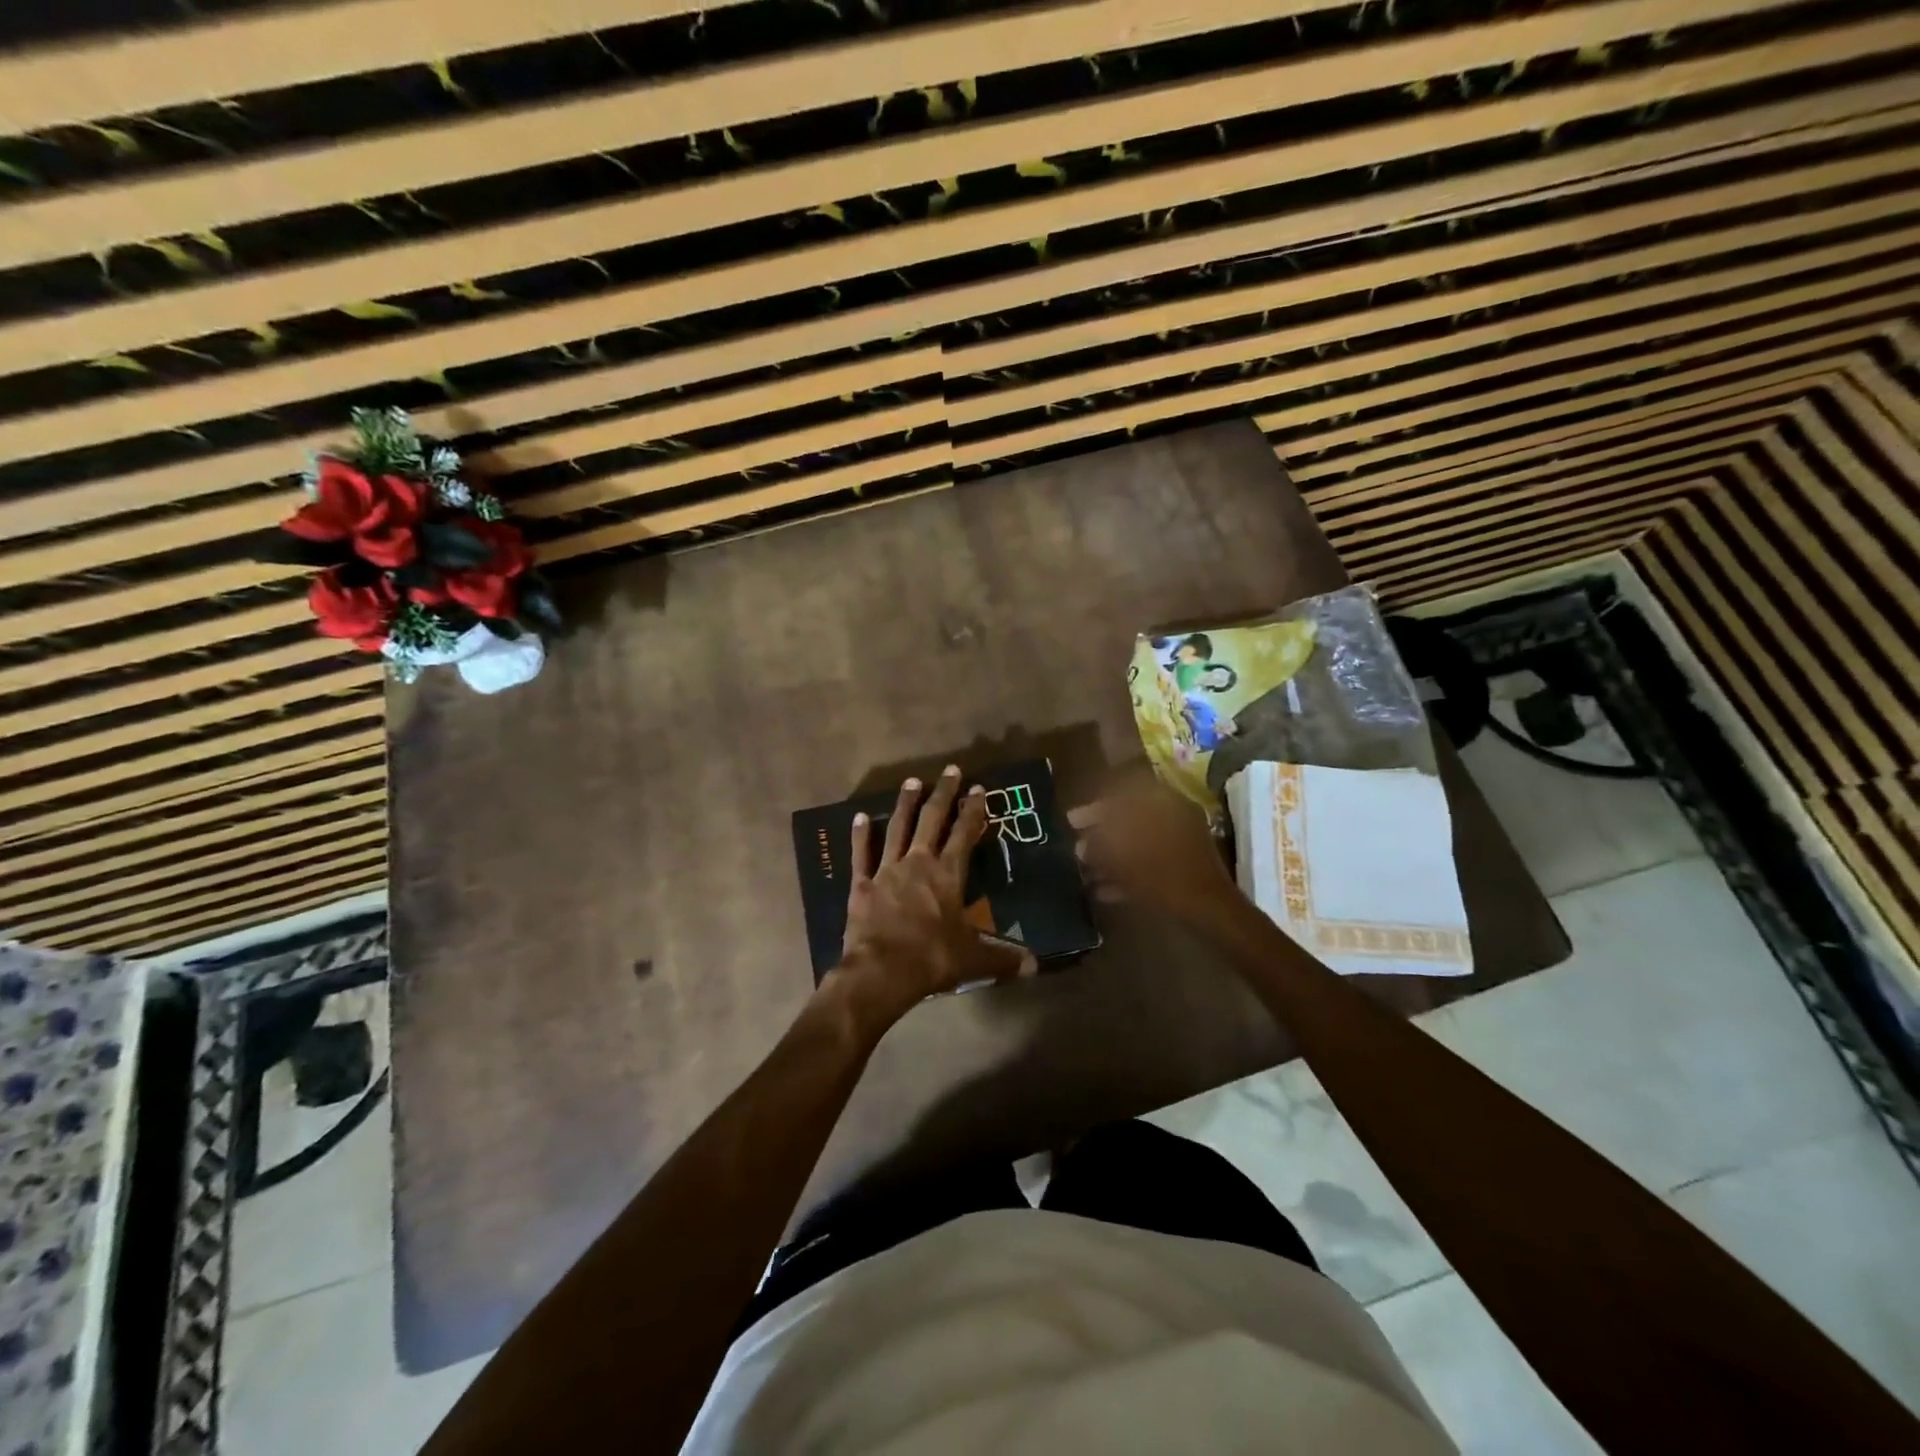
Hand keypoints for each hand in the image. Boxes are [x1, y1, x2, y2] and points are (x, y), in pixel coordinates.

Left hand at [828, 766, 1033, 1027]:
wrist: (882, 971)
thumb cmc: (933, 959)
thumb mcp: (974, 960)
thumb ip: (1004, 958)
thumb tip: (1036, 965)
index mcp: (948, 875)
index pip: (964, 834)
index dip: (973, 810)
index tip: (978, 788)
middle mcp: (918, 862)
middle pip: (932, 820)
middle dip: (943, 794)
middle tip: (950, 770)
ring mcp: (887, 870)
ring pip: (898, 828)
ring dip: (906, 804)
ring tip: (912, 781)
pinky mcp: (861, 884)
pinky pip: (861, 854)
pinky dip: (860, 835)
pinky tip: (859, 817)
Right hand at [1069, 775, 1243, 926]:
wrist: (1209, 911)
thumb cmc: (1163, 877)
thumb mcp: (1122, 860)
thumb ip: (1098, 847)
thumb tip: (1081, 846)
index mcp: (1162, 803)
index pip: (1121, 795)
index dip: (1093, 809)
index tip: (1071, 822)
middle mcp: (1173, 815)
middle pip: (1128, 820)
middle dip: (1100, 835)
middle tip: (1077, 849)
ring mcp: (1182, 842)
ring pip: (1138, 842)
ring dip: (1112, 856)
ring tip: (1086, 872)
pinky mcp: (1184, 867)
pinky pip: (1150, 862)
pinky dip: (1129, 872)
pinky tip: (1104, 890)